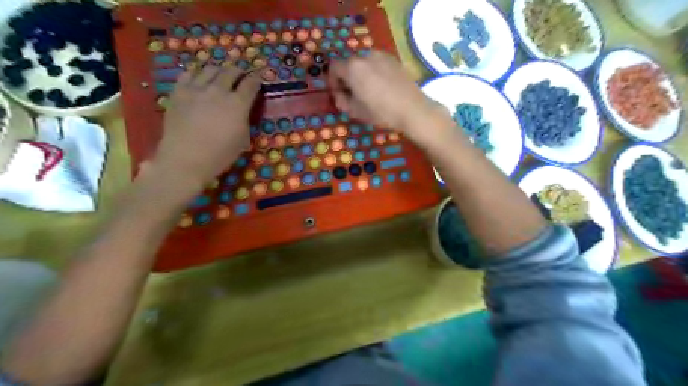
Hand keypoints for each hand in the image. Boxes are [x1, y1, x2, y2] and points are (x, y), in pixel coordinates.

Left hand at [152, 66, 260, 190]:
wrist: (186, 159)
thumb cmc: (220, 154)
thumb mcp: (243, 139)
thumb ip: (245, 120)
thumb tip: (243, 111)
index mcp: (238, 104)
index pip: (251, 84)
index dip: (256, 79)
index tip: (258, 79)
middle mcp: (219, 91)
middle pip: (231, 71)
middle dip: (239, 71)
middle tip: (241, 75)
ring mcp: (196, 89)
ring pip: (210, 69)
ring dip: (219, 71)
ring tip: (220, 75)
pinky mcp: (178, 92)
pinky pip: (188, 74)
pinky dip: (197, 74)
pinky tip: (199, 80)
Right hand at [327, 52, 451, 139]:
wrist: (412, 109)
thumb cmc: (381, 112)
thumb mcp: (355, 111)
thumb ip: (341, 100)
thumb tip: (339, 94)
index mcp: (352, 68)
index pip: (334, 68)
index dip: (332, 81)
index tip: (338, 94)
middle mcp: (365, 56)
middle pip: (349, 64)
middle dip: (347, 78)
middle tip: (352, 94)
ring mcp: (381, 55)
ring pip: (364, 63)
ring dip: (361, 74)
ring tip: (368, 91)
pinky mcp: (394, 59)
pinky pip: (377, 63)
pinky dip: (374, 72)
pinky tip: (382, 87)